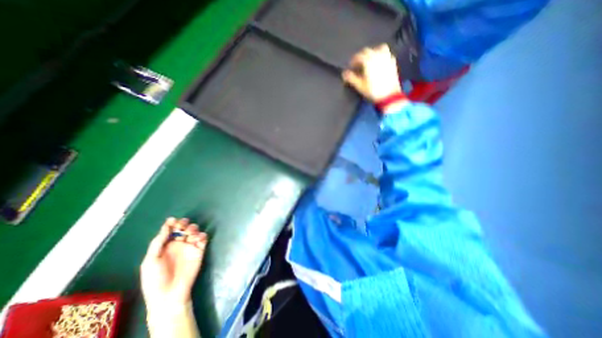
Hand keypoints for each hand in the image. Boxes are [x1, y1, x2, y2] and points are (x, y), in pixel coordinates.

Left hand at [140, 218, 206, 312]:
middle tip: (182, 225)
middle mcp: (178, 244)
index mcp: (165, 246)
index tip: (173, 220)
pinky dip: (202, 235)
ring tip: (190, 233)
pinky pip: (203, 238)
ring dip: (193, 228)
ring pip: (194, 231)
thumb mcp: (150, 261)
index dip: (172, 223)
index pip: (170, 230)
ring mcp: (189, 247)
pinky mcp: (200, 250)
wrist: (169, 294)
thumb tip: (166, 225)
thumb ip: (158, 242)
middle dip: (183, 224)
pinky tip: (198, 239)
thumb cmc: (155, 279)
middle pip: (183, 228)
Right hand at [340, 45, 401, 102]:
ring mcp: (387, 58)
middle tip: (358, 64)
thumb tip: (344, 74)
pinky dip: (381, 55)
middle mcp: (378, 56)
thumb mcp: (360, 86)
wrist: (389, 96)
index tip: (351, 66)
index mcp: (368, 61)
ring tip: (369, 60)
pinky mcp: (392, 63)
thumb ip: (351, 78)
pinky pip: (387, 54)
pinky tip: (379, 62)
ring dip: (372, 52)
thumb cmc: (373, 91)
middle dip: (361, 56)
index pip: (358, 56)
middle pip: (368, 51)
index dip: (353, 60)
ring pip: (379, 49)